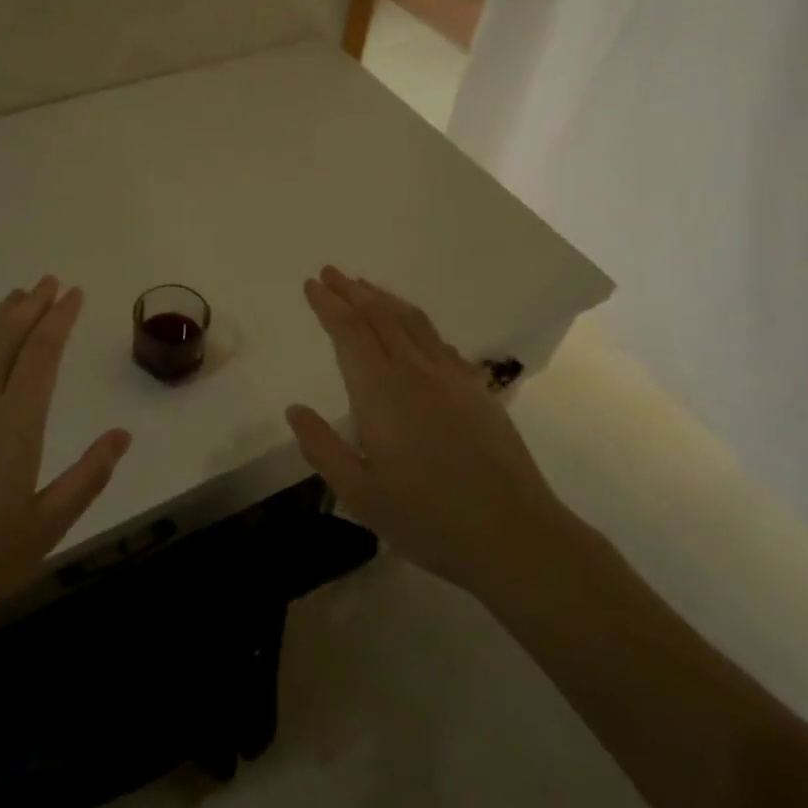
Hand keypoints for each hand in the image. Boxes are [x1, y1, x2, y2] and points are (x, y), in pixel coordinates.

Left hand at [0, 277, 131, 632]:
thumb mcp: (46, 528)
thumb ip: (88, 477)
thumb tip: (122, 434)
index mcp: (15, 426)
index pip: (42, 355)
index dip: (59, 320)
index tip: (73, 294)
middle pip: (8, 339)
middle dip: (32, 306)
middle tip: (50, 282)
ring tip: (18, 294)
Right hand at [284, 266, 570, 599]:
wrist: (513, 534)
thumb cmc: (427, 519)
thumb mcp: (360, 495)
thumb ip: (322, 447)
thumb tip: (294, 409)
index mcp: (380, 392)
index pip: (349, 332)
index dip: (328, 304)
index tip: (312, 283)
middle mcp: (414, 371)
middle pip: (379, 316)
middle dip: (351, 291)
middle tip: (330, 272)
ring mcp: (451, 376)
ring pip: (411, 321)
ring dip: (383, 299)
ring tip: (364, 286)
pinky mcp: (477, 389)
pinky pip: (438, 340)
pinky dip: (415, 322)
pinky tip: (411, 327)